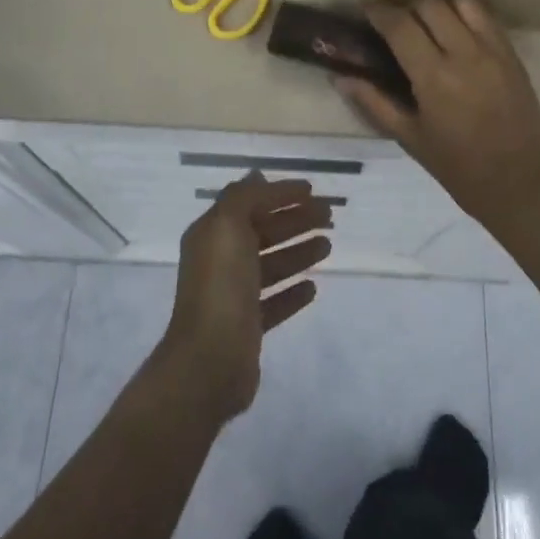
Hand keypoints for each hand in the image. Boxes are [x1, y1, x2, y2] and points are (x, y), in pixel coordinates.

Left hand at [156, 175, 334, 426]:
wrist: (209, 362)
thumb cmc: (221, 287)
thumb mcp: (227, 227)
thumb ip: (244, 198)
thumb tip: (257, 176)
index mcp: (212, 234)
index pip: (250, 203)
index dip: (280, 194)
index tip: (312, 190)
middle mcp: (220, 261)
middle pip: (263, 232)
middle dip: (296, 220)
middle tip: (330, 217)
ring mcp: (233, 296)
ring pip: (271, 265)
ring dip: (298, 252)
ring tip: (328, 245)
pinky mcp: (247, 327)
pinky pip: (274, 302)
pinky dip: (292, 292)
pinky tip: (312, 288)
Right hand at [337, 0, 539, 230]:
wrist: (522, 184)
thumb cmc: (459, 168)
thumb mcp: (410, 138)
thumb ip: (374, 102)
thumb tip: (340, 78)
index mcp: (433, 77)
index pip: (400, 25)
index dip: (378, 11)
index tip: (367, 9)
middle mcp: (464, 54)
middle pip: (429, 4)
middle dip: (407, 7)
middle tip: (397, 24)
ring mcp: (493, 51)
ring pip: (461, 1)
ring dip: (439, 5)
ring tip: (429, 24)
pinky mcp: (513, 54)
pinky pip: (486, 16)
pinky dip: (466, 13)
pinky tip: (457, 32)